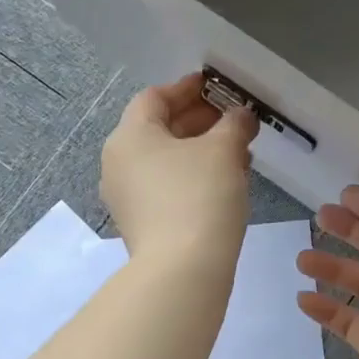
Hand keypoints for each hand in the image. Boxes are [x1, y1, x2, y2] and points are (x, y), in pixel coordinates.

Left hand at [101, 73, 257, 271]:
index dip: (187, 89)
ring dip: (200, 152)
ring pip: (165, 161)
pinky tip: (224, 183)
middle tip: (233, 121)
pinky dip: (192, 178)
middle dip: (199, 122)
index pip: (155, 97)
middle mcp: (118, 163)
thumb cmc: (199, 196)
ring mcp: (126, 198)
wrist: (183, 271)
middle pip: (158, 129)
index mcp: (129, 136)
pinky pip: (166, 188)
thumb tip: (240, 116)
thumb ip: (234, 124)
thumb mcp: (223, 151)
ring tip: (238, 154)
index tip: (216, 87)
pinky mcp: (140, 224)